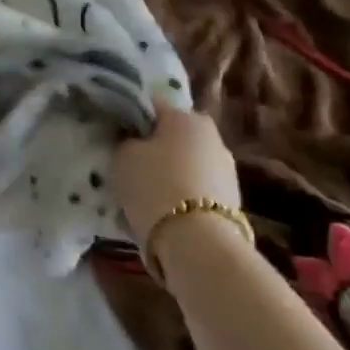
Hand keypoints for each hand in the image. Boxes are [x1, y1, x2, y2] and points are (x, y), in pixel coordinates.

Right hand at [112, 106, 241, 245]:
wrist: (198, 243)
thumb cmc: (155, 186)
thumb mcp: (123, 156)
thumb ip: (126, 141)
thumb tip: (132, 140)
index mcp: (187, 116)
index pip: (151, 105)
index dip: (131, 118)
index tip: (116, 135)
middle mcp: (213, 136)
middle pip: (173, 136)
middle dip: (154, 148)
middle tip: (129, 166)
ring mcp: (227, 170)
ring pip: (187, 164)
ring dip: (170, 173)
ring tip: (145, 194)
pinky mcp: (233, 201)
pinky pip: (197, 189)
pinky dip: (182, 195)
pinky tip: (164, 212)